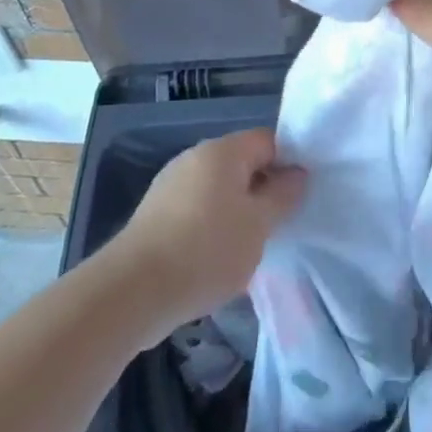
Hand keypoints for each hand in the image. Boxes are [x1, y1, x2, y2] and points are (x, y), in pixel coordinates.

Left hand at [106, 128, 305, 333]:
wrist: (132, 291)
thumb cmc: (206, 250)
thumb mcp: (259, 225)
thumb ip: (283, 195)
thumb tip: (297, 173)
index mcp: (223, 150)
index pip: (268, 140)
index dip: (288, 163)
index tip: (299, 197)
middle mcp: (195, 156)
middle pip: (242, 163)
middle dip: (262, 191)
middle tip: (278, 225)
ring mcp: (171, 183)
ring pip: (219, 189)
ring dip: (237, 212)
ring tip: (248, 248)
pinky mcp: (156, 212)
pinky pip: (197, 209)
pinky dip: (211, 226)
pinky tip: (215, 259)